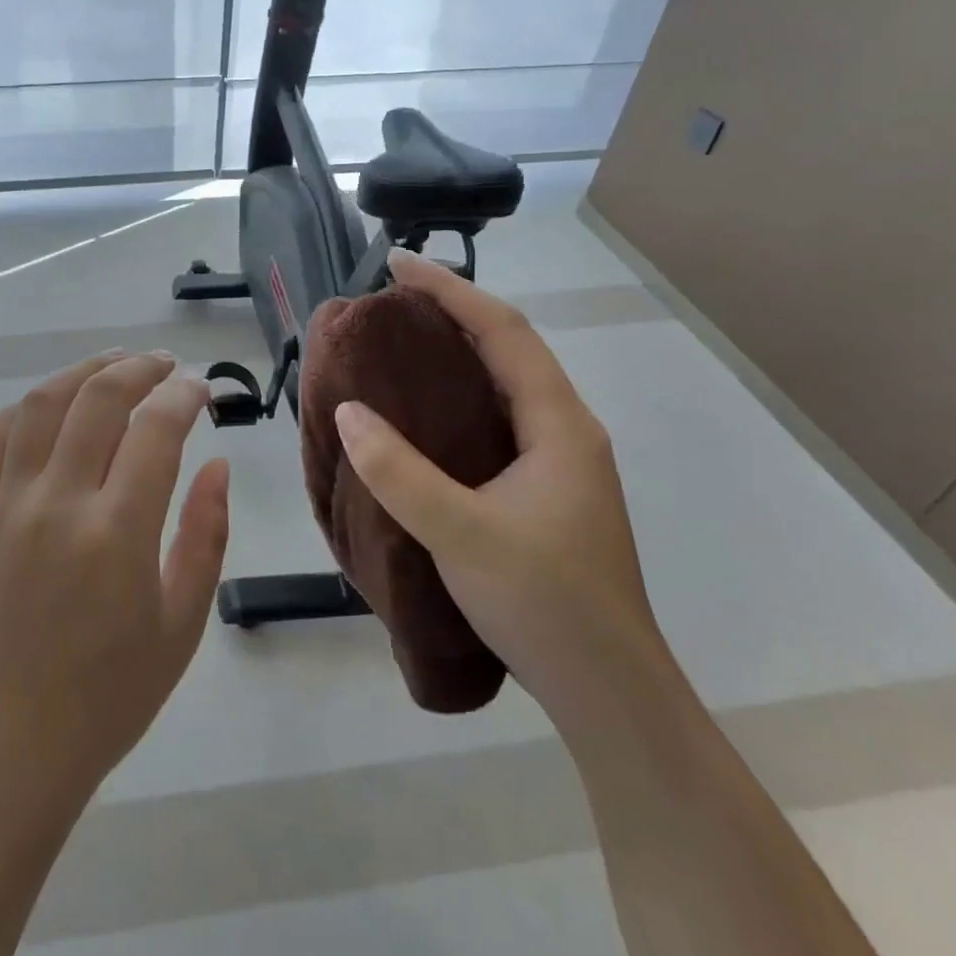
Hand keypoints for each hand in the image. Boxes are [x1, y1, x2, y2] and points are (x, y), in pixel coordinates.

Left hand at [0, 351, 230, 804]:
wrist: (8, 747)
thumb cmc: (109, 697)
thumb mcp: (181, 624)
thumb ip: (206, 535)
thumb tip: (217, 465)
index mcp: (116, 533)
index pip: (156, 429)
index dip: (184, 395)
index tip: (201, 389)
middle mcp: (56, 504)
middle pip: (97, 398)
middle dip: (138, 368)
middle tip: (164, 365)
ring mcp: (5, 506)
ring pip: (40, 405)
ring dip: (81, 372)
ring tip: (113, 365)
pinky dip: (23, 409)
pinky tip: (48, 407)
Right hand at [332, 249, 665, 719]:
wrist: (607, 691)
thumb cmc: (544, 604)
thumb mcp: (460, 534)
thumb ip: (399, 472)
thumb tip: (348, 411)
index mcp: (558, 426)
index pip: (504, 332)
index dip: (450, 290)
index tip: (397, 265)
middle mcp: (565, 433)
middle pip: (508, 350)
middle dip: (452, 314)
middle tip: (390, 304)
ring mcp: (558, 465)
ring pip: (503, 388)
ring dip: (456, 356)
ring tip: (398, 347)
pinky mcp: (543, 494)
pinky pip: (495, 423)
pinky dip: (456, 401)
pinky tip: (422, 419)